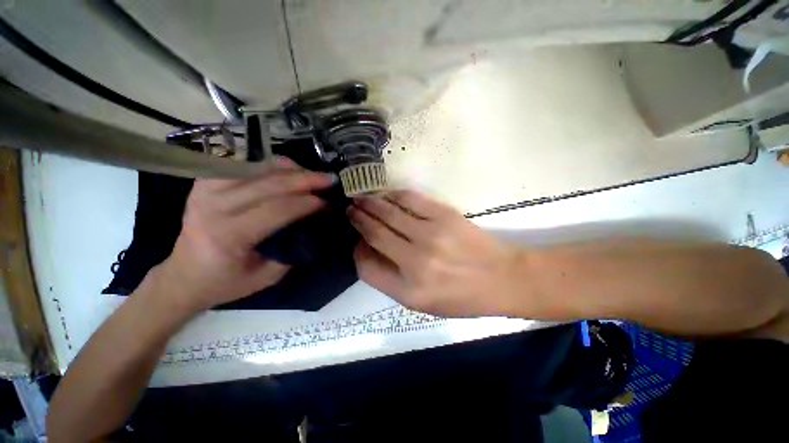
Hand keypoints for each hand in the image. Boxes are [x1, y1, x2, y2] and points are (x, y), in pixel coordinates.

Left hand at [152, 158, 335, 313]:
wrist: (183, 275)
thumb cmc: (226, 281)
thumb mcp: (267, 276)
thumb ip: (292, 250)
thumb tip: (315, 225)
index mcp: (228, 235)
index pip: (277, 209)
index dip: (308, 203)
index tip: (329, 202)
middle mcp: (214, 207)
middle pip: (269, 184)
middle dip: (305, 179)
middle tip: (329, 179)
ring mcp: (205, 190)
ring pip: (257, 168)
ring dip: (290, 169)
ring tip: (312, 173)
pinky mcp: (204, 182)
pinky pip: (243, 165)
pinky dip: (268, 165)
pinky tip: (286, 170)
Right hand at [348, 190, 520, 316]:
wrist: (500, 277)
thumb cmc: (460, 296)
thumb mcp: (420, 303)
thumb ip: (389, 279)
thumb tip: (368, 248)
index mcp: (408, 291)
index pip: (366, 267)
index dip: (357, 250)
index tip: (356, 239)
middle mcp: (415, 262)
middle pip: (374, 233)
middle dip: (358, 218)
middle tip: (350, 209)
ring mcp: (430, 235)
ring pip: (388, 213)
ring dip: (370, 203)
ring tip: (360, 198)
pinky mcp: (444, 215)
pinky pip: (410, 199)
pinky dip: (394, 195)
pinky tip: (386, 194)